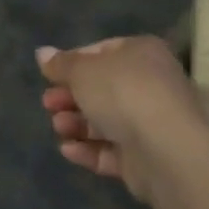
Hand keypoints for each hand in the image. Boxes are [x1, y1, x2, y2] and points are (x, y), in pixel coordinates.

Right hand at [37, 36, 201, 198]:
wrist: (165, 148)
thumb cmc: (122, 93)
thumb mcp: (83, 70)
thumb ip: (61, 64)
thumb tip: (42, 53)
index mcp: (141, 53)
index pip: (102, 51)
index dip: (73, 63)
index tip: (50, 76)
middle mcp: (151, 84)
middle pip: (102, 89)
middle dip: (71, 97)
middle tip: (48, 104)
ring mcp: (150, 123)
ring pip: (106, 121)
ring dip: (76, 123)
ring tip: (58, 126)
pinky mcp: (146, 157)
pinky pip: (112, 150)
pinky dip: (88, 149)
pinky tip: (68, 150)